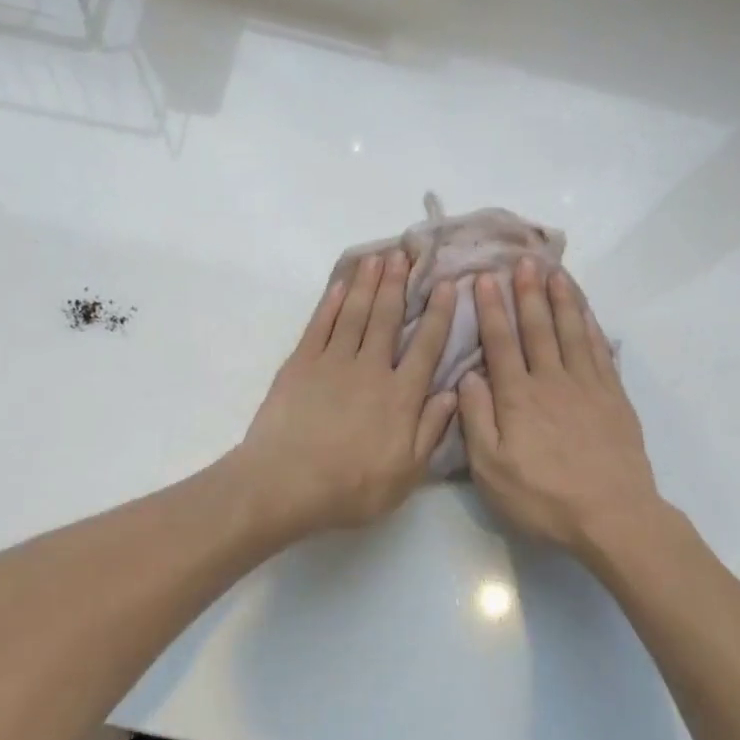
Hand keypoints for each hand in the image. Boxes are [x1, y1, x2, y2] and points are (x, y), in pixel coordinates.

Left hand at [239, 251, 458, 538]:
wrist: (286, 484)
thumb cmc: (351, 487)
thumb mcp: (406, 473)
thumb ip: (431, 430)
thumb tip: (452, 392)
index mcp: (400, 396)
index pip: (425, 346)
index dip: (437, 314)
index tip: (446, 285)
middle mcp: (370, 369)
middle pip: (387, 318)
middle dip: (398, 284)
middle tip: (405, 252)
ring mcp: (332, 363)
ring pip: (354, 314)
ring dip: (367, 284)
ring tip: (377, 257)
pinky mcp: (300, 365)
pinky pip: (319, 326)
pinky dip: (330, 304)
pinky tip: (339, 286)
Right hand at [458, 259, 663, 554]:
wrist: (612, 516)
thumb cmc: (544, 498)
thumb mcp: (492, 470)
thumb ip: (476, 420)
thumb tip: (466, 377)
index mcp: (518, 397)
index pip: (501, 342)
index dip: (491, 309)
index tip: (482, 279)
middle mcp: (552, 381)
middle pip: (538, 328)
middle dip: (527, 292)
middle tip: (522, 261)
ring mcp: (587, 386)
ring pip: (572, 332)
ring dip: (561, 300)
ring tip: (555, 271)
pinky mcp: (614, 398)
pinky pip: (601, 351)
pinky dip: (592, 326)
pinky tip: (586, 312)